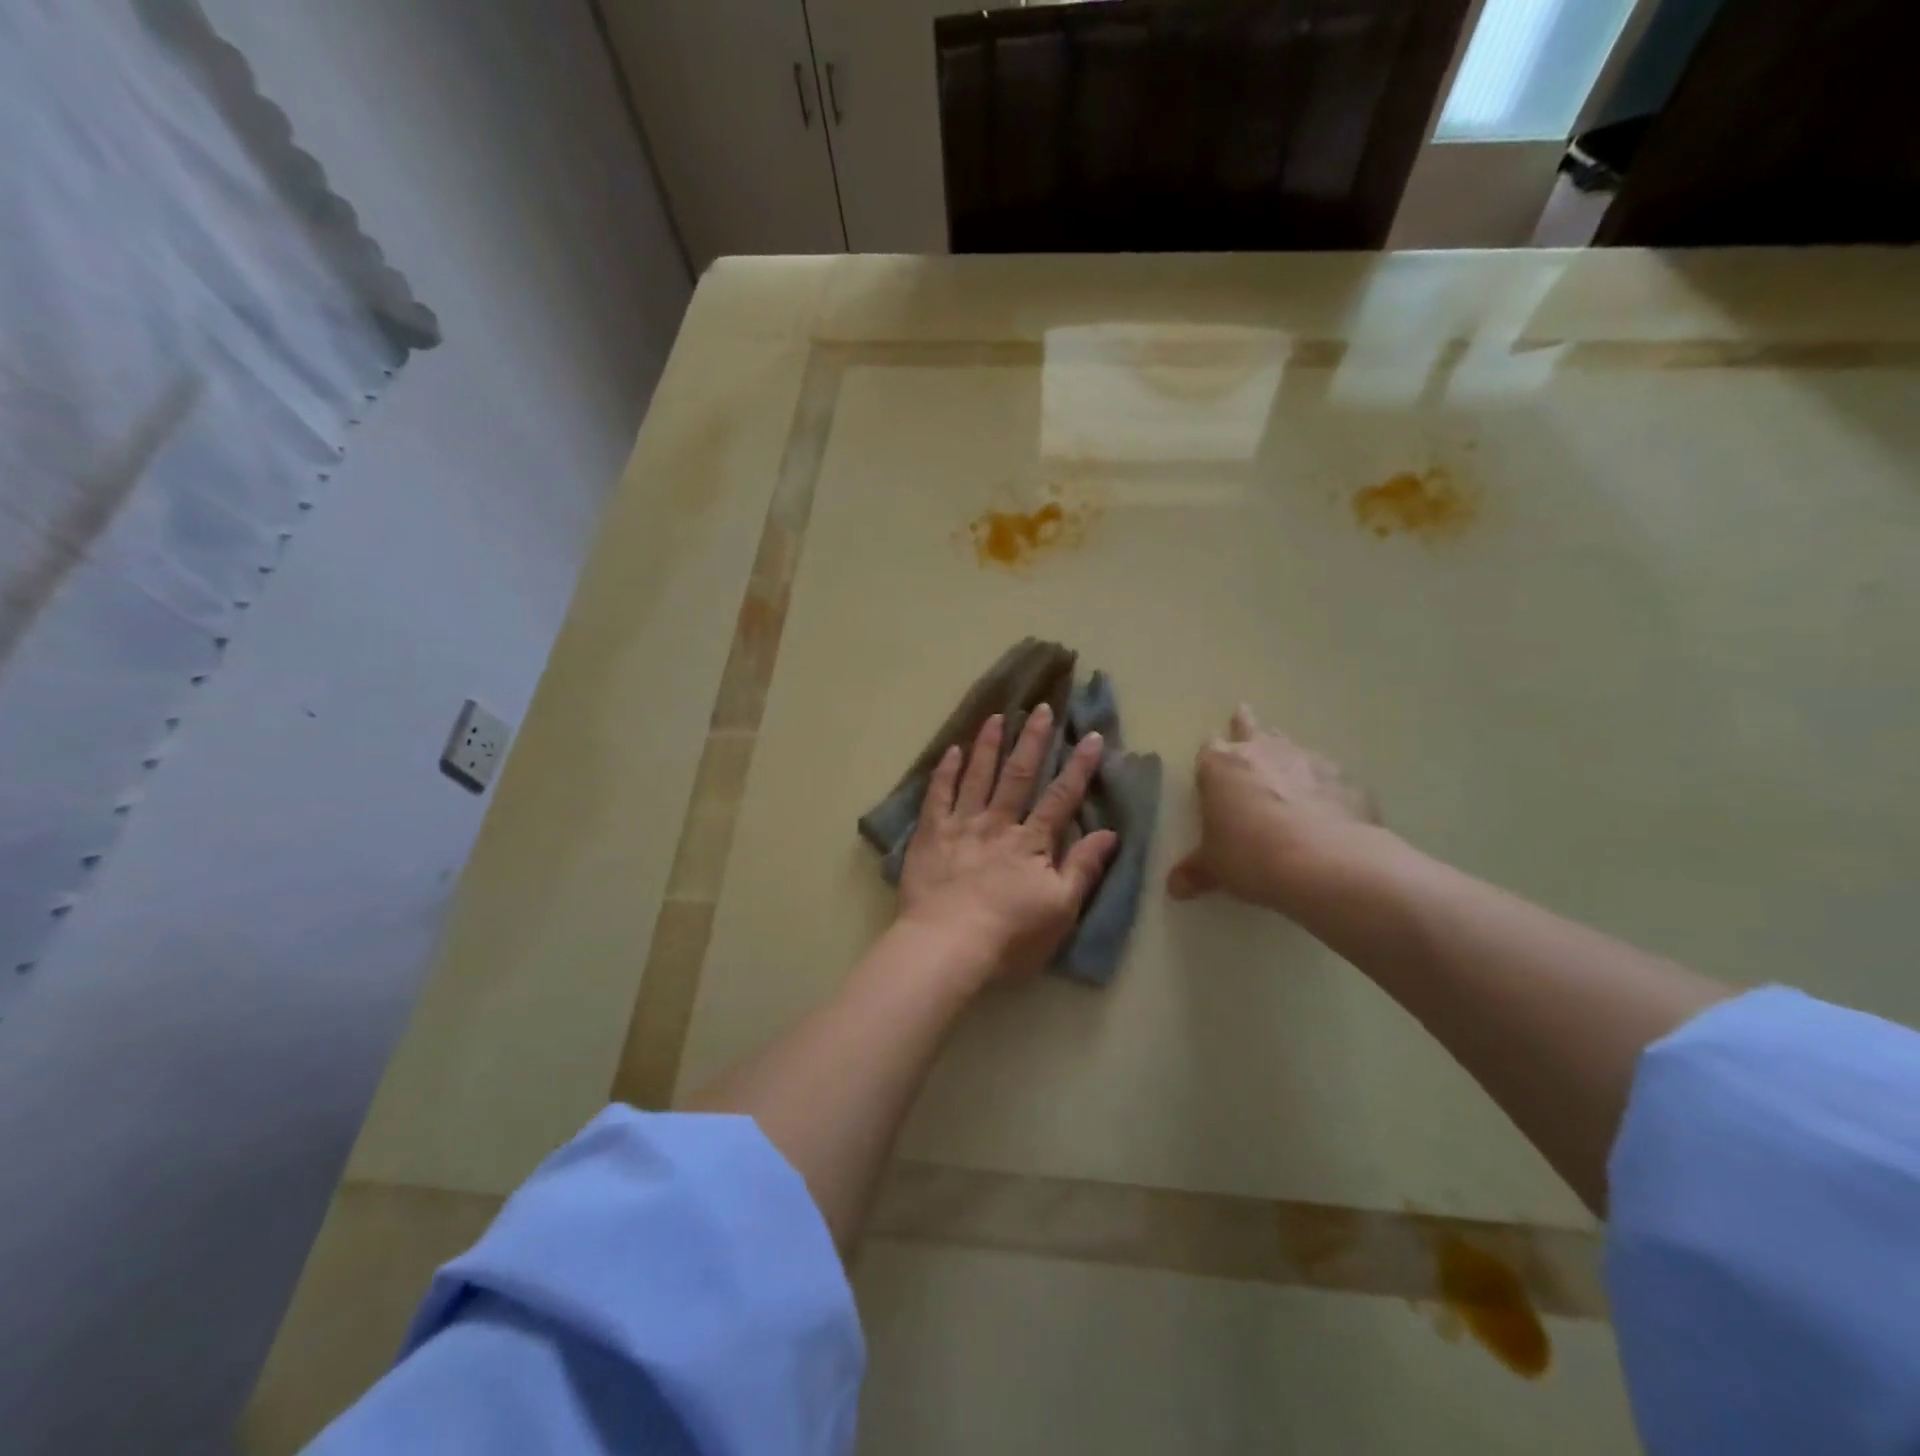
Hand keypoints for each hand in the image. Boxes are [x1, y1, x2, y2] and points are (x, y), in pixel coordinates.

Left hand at [897, 707, 1117, 984]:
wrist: (947, 945)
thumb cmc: (1010, 935)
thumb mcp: (1060, 909)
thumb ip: (1083, 868)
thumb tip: (1109, 833)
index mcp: (1031, 842)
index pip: (1061, 797)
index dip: (1078, 767)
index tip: (1091, 736)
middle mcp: (998, 823)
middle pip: (1019, 775)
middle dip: (1033, 740)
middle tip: (1042, 708)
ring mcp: (961, 825)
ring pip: (978, 776)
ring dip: (989, 744)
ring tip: (998, 716)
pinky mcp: (929, 835)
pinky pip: (938, 795)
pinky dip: (946, 771)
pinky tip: (953, 751)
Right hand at [1167, 705, 1379, 910]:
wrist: (1325, 863)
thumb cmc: (1251, 856)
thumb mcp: (1215, 868)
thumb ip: (1195, 872)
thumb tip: (1174, 888)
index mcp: (1221, 766)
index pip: (1209, 748)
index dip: (1210, 756)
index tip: (1211, 764)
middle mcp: (1262, 752)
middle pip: (1250, 728)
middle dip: (1244, 725)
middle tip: (1242, 714)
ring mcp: (1307, 761)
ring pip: (1291, 746)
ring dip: (1285, 754)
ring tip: (1285, 766)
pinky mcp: (1345, 780)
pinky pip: (1328, 777)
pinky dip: (1323, 787)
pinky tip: (1327, 808)